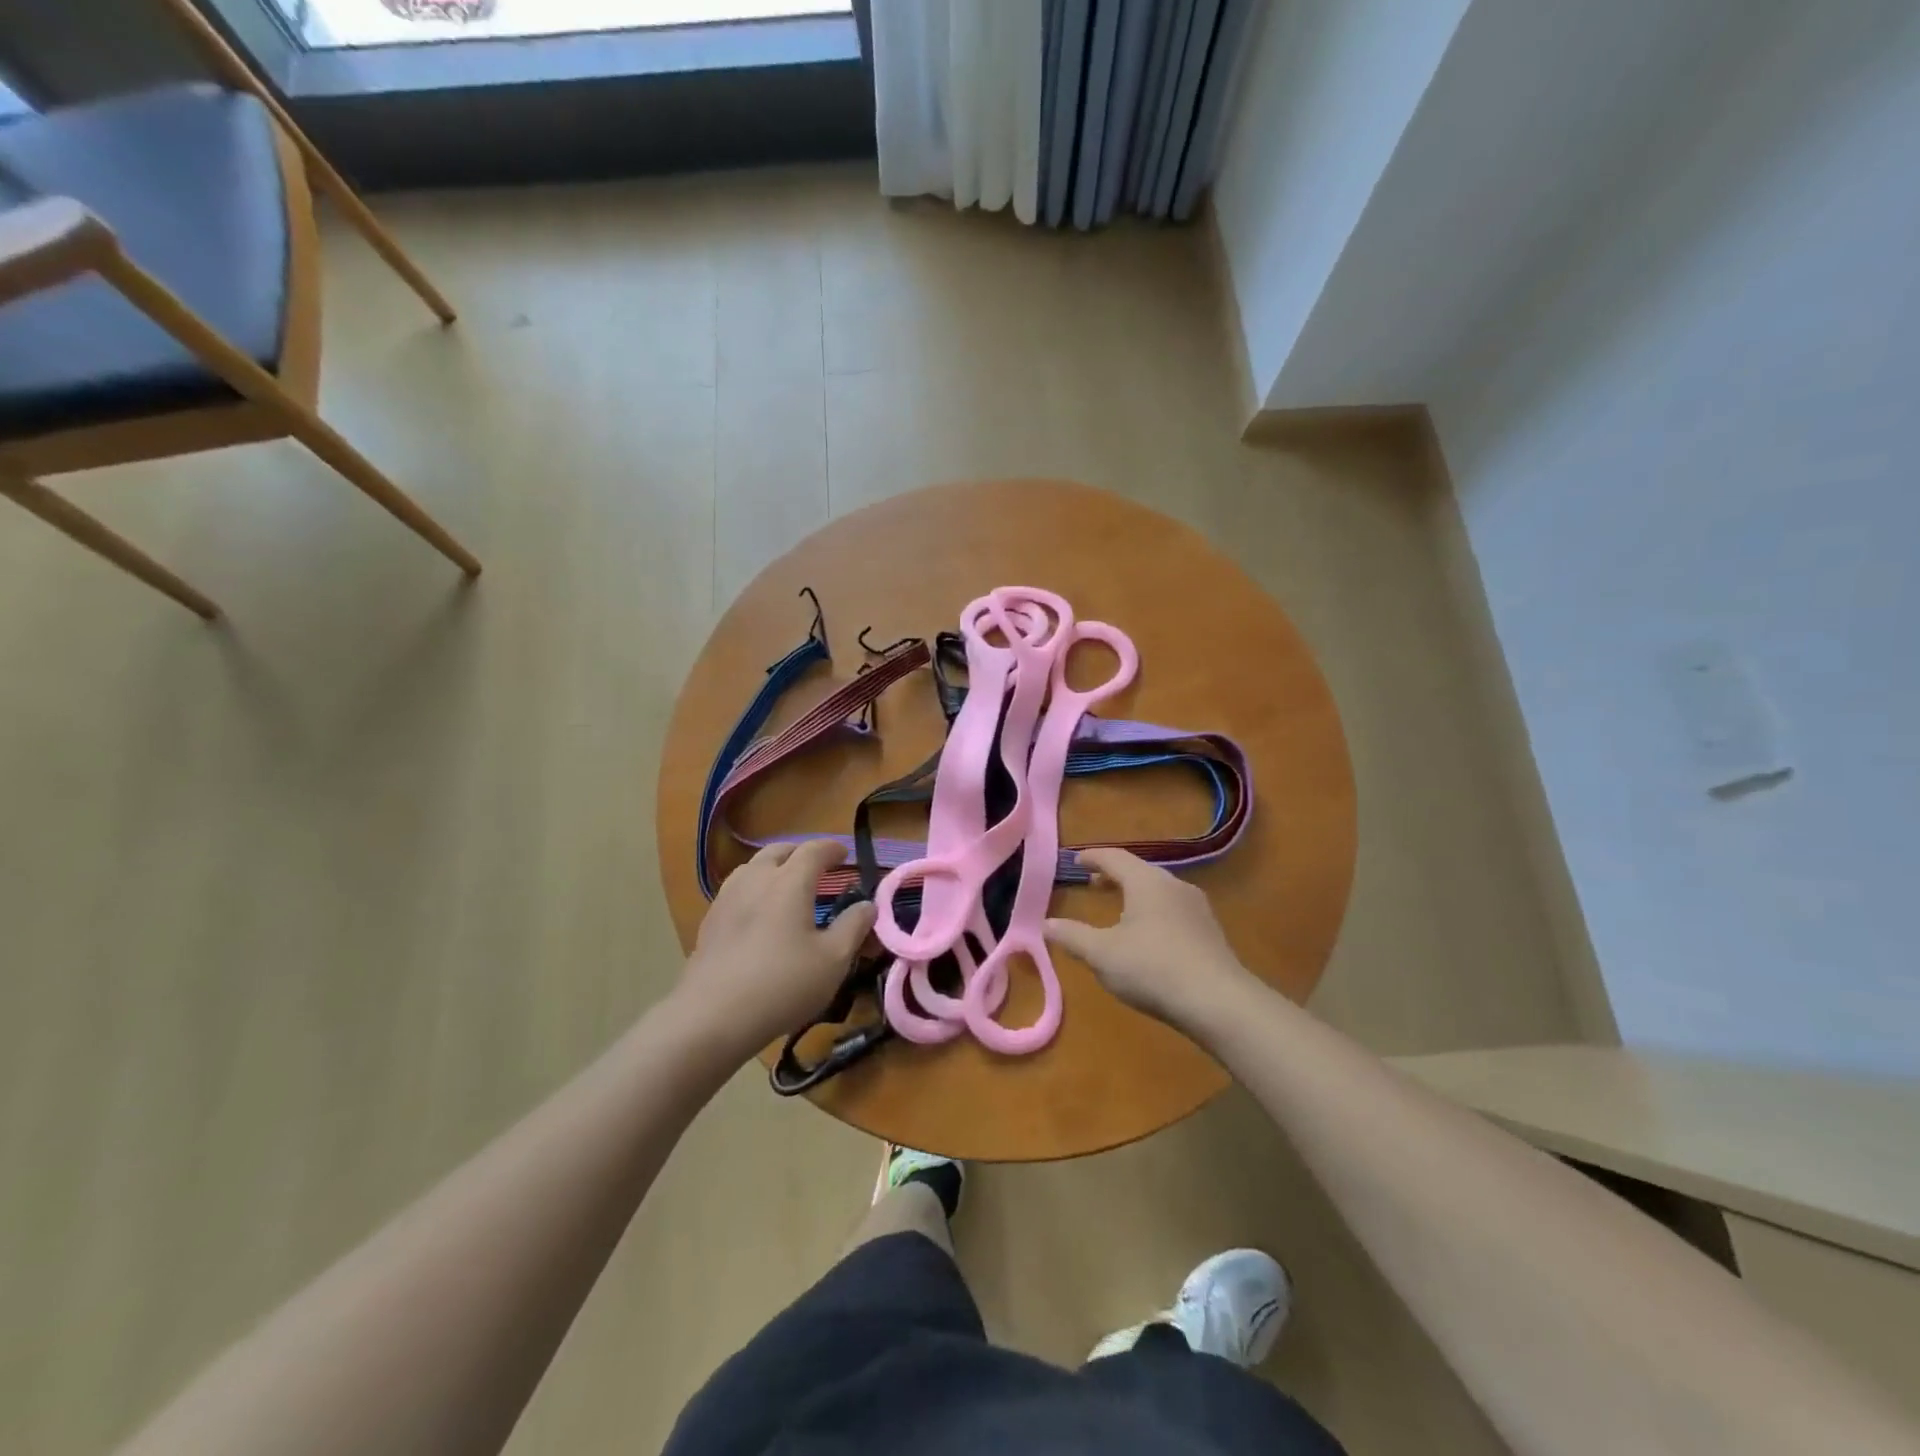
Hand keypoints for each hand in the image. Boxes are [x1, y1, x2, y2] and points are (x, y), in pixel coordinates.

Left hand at [678, 840, 876, 1060]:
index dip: (832, 848)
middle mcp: (756, 879)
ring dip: (774, 867)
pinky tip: (759, 913)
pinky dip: (755, 888)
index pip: (814, 850)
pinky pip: (737, 889)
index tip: (845, 855)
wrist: (712, 1016)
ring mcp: (727, 898)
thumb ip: (854, 926)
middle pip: (779, 851)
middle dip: (801, 853)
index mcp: (789, 882)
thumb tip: (868, 905)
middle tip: (817, 867)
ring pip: (753, 867)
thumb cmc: (782, 984)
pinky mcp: (710, 921)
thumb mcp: (833, 960)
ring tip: (786, 885)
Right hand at [1044, 848, 1253, 1029]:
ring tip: (1119, 910)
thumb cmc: (1153, 969)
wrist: (1219, 1002)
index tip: (1076, 861)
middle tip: (1094, 884)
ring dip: (1135, 894)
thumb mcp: (1102, 954)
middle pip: (1139, 871)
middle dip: (1114, 875)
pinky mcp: (1210, 931)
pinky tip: (1148, 935)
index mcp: (1146, 882)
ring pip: (1159, 890)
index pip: (1115, 857)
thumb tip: (1044, 923)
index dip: (1093, 857)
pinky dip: (1153, 911)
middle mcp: (1174, 885)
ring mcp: (1197, 907)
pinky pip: (1174, 909)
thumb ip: (1072, 936)